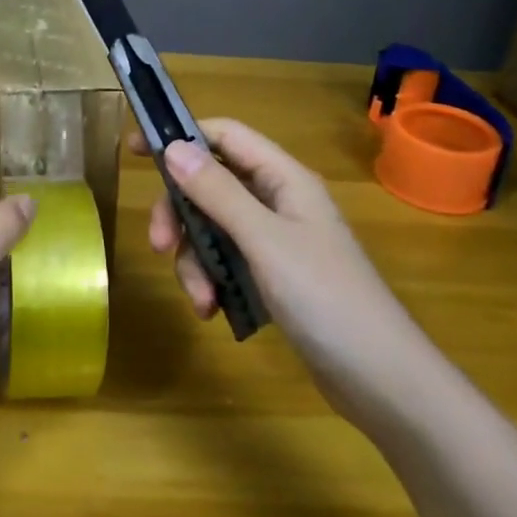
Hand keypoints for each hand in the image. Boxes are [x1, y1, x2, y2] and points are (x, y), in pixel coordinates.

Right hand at [135, 120, 440, 423]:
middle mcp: (278, 202)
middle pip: (210, 186)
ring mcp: (276, 241)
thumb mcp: (264, 240)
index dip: (182, 137)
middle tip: (158, 245)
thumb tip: (174, 147)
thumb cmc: (326, 298)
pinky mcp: (273, 277)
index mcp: (284, 179)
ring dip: (195, 260)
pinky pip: (226, 262)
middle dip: (180, 215)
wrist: (381, 379)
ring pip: (212, 229)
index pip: (225, 137)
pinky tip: (213, 311)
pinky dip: (212, 282)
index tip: (135, 151)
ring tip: (201, 300)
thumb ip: (218, 192)